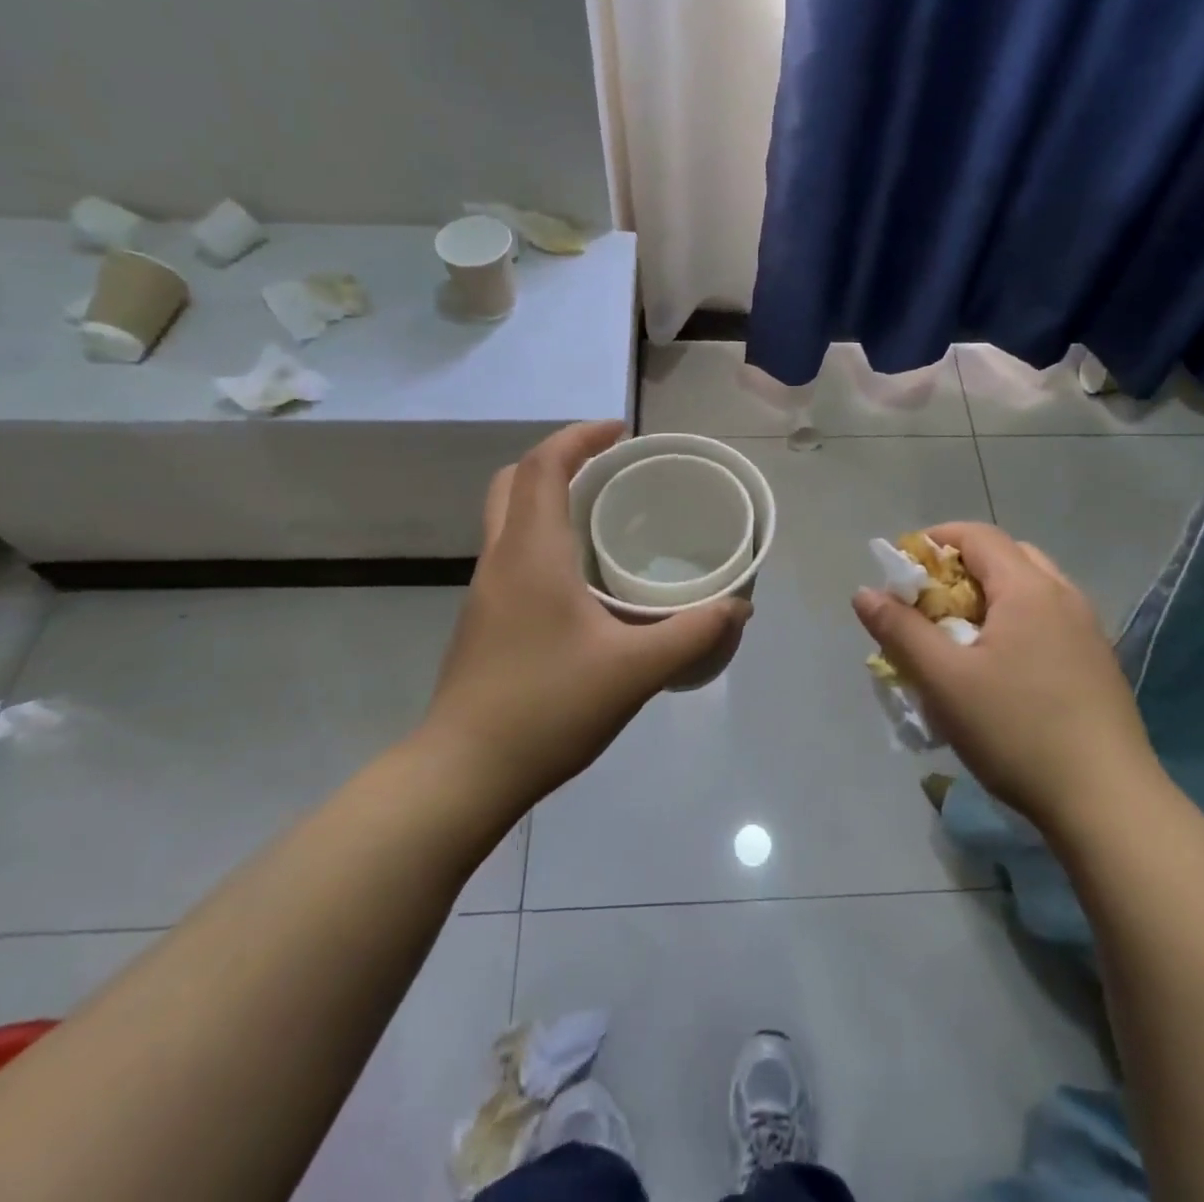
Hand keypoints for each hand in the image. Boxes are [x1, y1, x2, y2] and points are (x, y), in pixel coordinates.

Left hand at [427, 422, 750, 819]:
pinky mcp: (484, 620)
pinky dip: (542, 538)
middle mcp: (501, 559)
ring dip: (548, 499)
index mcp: (532, 553)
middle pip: (515, 481)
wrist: (464, 771)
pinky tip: (581, 578)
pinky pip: (512, 554)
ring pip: (508, 518)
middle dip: (560, 460)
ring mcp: (485, 591)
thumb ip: (693, 634)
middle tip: (609, 469)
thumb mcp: (635, 670)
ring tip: (602, 516)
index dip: (580, 436)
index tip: (621, 432)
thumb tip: (739, 607)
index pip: (544, 465)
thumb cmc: (548, 707)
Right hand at [851, 522, 1155, 827]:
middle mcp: (1064, 596)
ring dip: (990, 598)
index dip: (935, 540)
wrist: (1108, 803)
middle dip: (961, 569)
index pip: (978, 535)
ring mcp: (1087, 630)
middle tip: (930, 603)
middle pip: (1007, 557)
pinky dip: (1015, 623)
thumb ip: (900, 631)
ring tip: (961, 637)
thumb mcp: (943, 680)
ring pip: (1030, 590)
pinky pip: (1048, 621)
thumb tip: (865, 592)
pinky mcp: (1097, 664)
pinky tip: (1000, 670)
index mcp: (1029, 589)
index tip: (903, 569)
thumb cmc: (1017, 730)